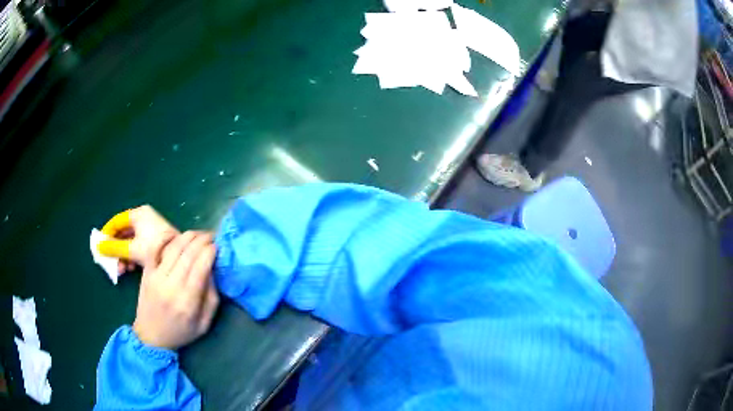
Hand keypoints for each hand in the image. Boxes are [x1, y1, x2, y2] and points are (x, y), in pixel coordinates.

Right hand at [98, 205, 178, 272]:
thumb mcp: (132, 249)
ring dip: (123, 256)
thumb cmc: (154, 249)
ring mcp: (149, 231)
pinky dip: (132, 257)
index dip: (107, 233)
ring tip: (121, 270)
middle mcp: (143, 219)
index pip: (116, 221)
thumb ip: (114, 248)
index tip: (100, 246)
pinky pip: (137, 247)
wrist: (180, 258)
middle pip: (122, 233)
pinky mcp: (154, 242)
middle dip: (115, 249)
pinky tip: (130, 269)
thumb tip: (98, 247)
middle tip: (109, 261)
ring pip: (130, 242)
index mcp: (138, 215)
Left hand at [133, 231, 219, 349]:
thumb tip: (212, 270)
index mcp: (187, 301)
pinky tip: (175, 234)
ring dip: (188, 236)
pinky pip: (154, 247)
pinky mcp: (146, 271)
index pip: (201, 267)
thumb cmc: (181, 332)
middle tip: (212, 236)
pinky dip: (165, 237)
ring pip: (174, 247)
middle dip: (203, 240)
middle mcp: (171, 285)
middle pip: (188, 253)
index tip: (219, 246)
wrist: (151, 336)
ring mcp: (156, 276)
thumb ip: (212, 298)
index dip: (211, 251)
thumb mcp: (204, 324)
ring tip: (198, 234)